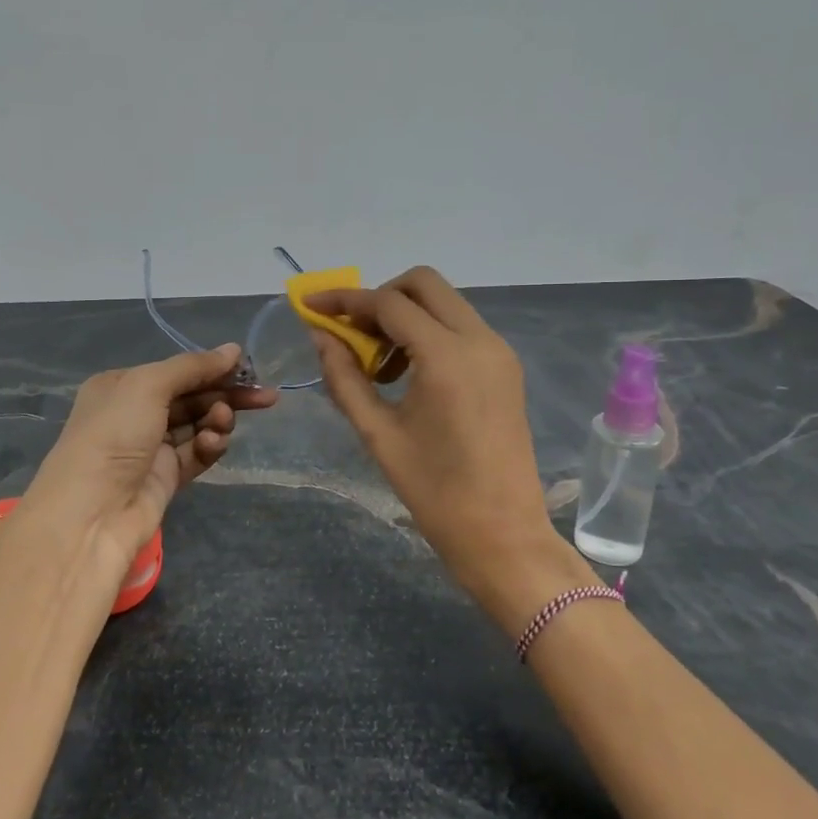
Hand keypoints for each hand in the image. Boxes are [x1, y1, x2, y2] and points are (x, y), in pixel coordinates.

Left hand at [24, 344, 277, 587]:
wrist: (92, 511)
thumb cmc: (114, 434)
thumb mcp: (148, 386)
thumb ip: (193, 367)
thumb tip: (234, 350)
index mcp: (122, 385)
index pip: (177, 371)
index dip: (213, 368)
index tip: (248, 369)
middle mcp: (135, 413)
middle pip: (192, 397)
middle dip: (225, 395)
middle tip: (264, 397)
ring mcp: (151, 448)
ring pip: (197, 425)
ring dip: (216, 421)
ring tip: (221, 423)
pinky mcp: (165, 478)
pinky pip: (196, 455)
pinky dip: (209, 447)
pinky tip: (214, 444)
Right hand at [307, 267, 595, 632]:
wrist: (503, 535)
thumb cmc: (434, 491)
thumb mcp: (378, 433)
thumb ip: (344, 377)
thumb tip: (319, 335)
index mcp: (447, 357)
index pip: (389, 303)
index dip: (345, 300)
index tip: (312, 306)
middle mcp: (480, 340)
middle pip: (423, 284)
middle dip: (379, 297)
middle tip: (352, 335)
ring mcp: (498, 351)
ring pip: (444, 302)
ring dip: (404, 315)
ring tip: (378, 365)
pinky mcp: (505, 367)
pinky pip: (460, 327)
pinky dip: (427, 333)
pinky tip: (407, 374)